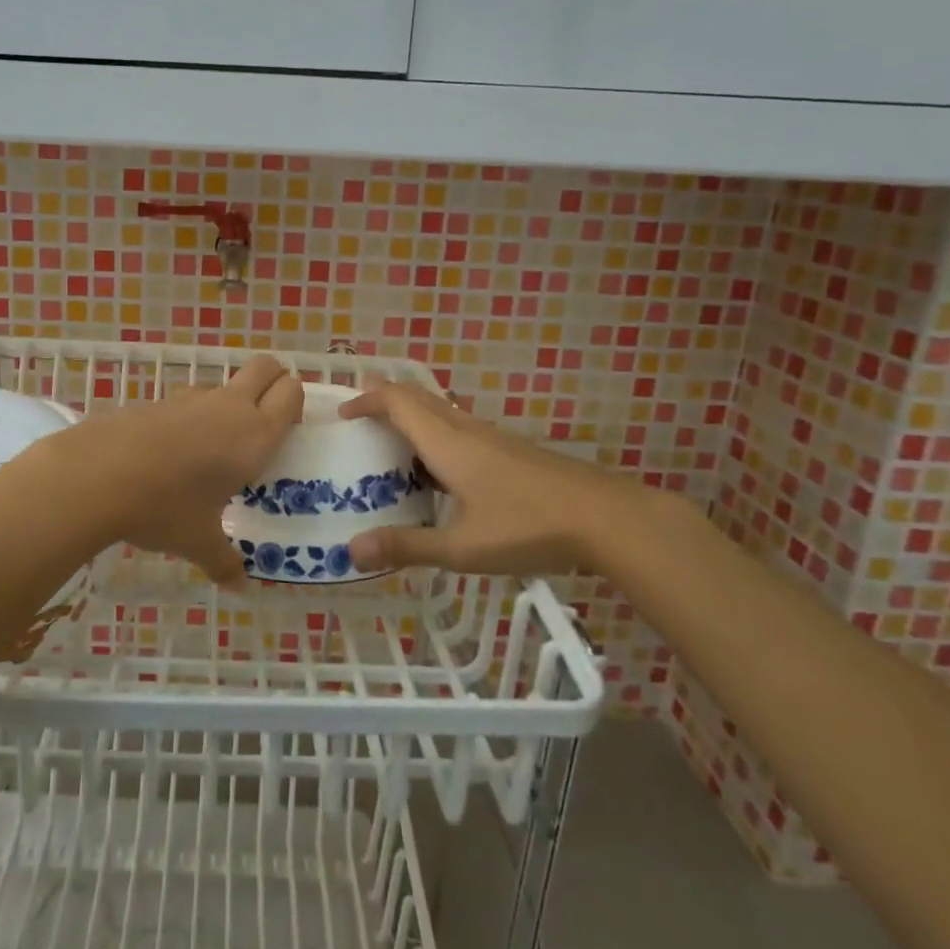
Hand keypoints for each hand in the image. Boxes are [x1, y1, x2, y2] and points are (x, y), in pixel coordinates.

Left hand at [54, 355, 303, 587]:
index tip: (286, 432)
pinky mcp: (157, 400)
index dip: (294, 404)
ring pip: (222, 386)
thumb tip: (239, 586)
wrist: (96, 475)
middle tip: (264, 421)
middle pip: (266, 367)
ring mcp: (190, 398)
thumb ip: (224, 562)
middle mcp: (229, 406)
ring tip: (212, 450)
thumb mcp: (199, 542)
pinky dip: (190, 418)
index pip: (291, 392)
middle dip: (273, 382)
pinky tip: (170, 455)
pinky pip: (187, 402)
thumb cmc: (165, 508)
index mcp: (254, 434)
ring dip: (227, 405)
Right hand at [337, 378, 670, 577]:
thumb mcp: (461, 547)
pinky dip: (436, 439)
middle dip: (384, 402)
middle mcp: (466, 430)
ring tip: (391, 454)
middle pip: (418, 398)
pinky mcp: (512, 451)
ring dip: (411, 421)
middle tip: (359, 426)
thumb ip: (406, 547)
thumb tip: (351, 551)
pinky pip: (461, 430)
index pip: (397, 401)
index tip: (342, 415)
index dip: (366, 400)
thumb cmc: (528, 527)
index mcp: (447, 442)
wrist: (607, 519)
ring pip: (441, 413)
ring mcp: (493, 438)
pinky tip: (440, 478)